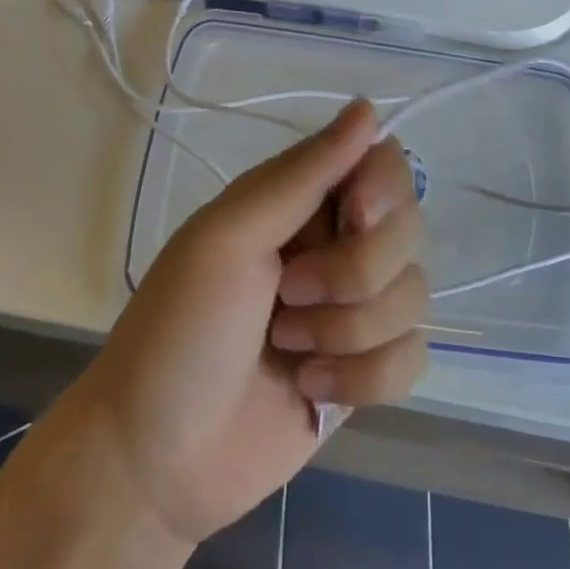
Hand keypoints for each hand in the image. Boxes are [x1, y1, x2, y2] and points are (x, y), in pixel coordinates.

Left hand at [62, 100, 428, 546]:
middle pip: (409, 229)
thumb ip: (303, 173)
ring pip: (414, 295)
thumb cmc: (181, 329)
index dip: (382, 191)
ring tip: (288, 351)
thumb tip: (369, 107)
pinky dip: (365, 379)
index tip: (354, 217)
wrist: (155, 461)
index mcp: (300, 201)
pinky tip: (311, 392)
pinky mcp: (367, 372)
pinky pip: (412, 357)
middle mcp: (335, 245)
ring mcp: (354, 311)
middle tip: (289, 296)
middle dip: (356, 273)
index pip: (383, 164)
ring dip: (350, 331)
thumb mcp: (230, 236)